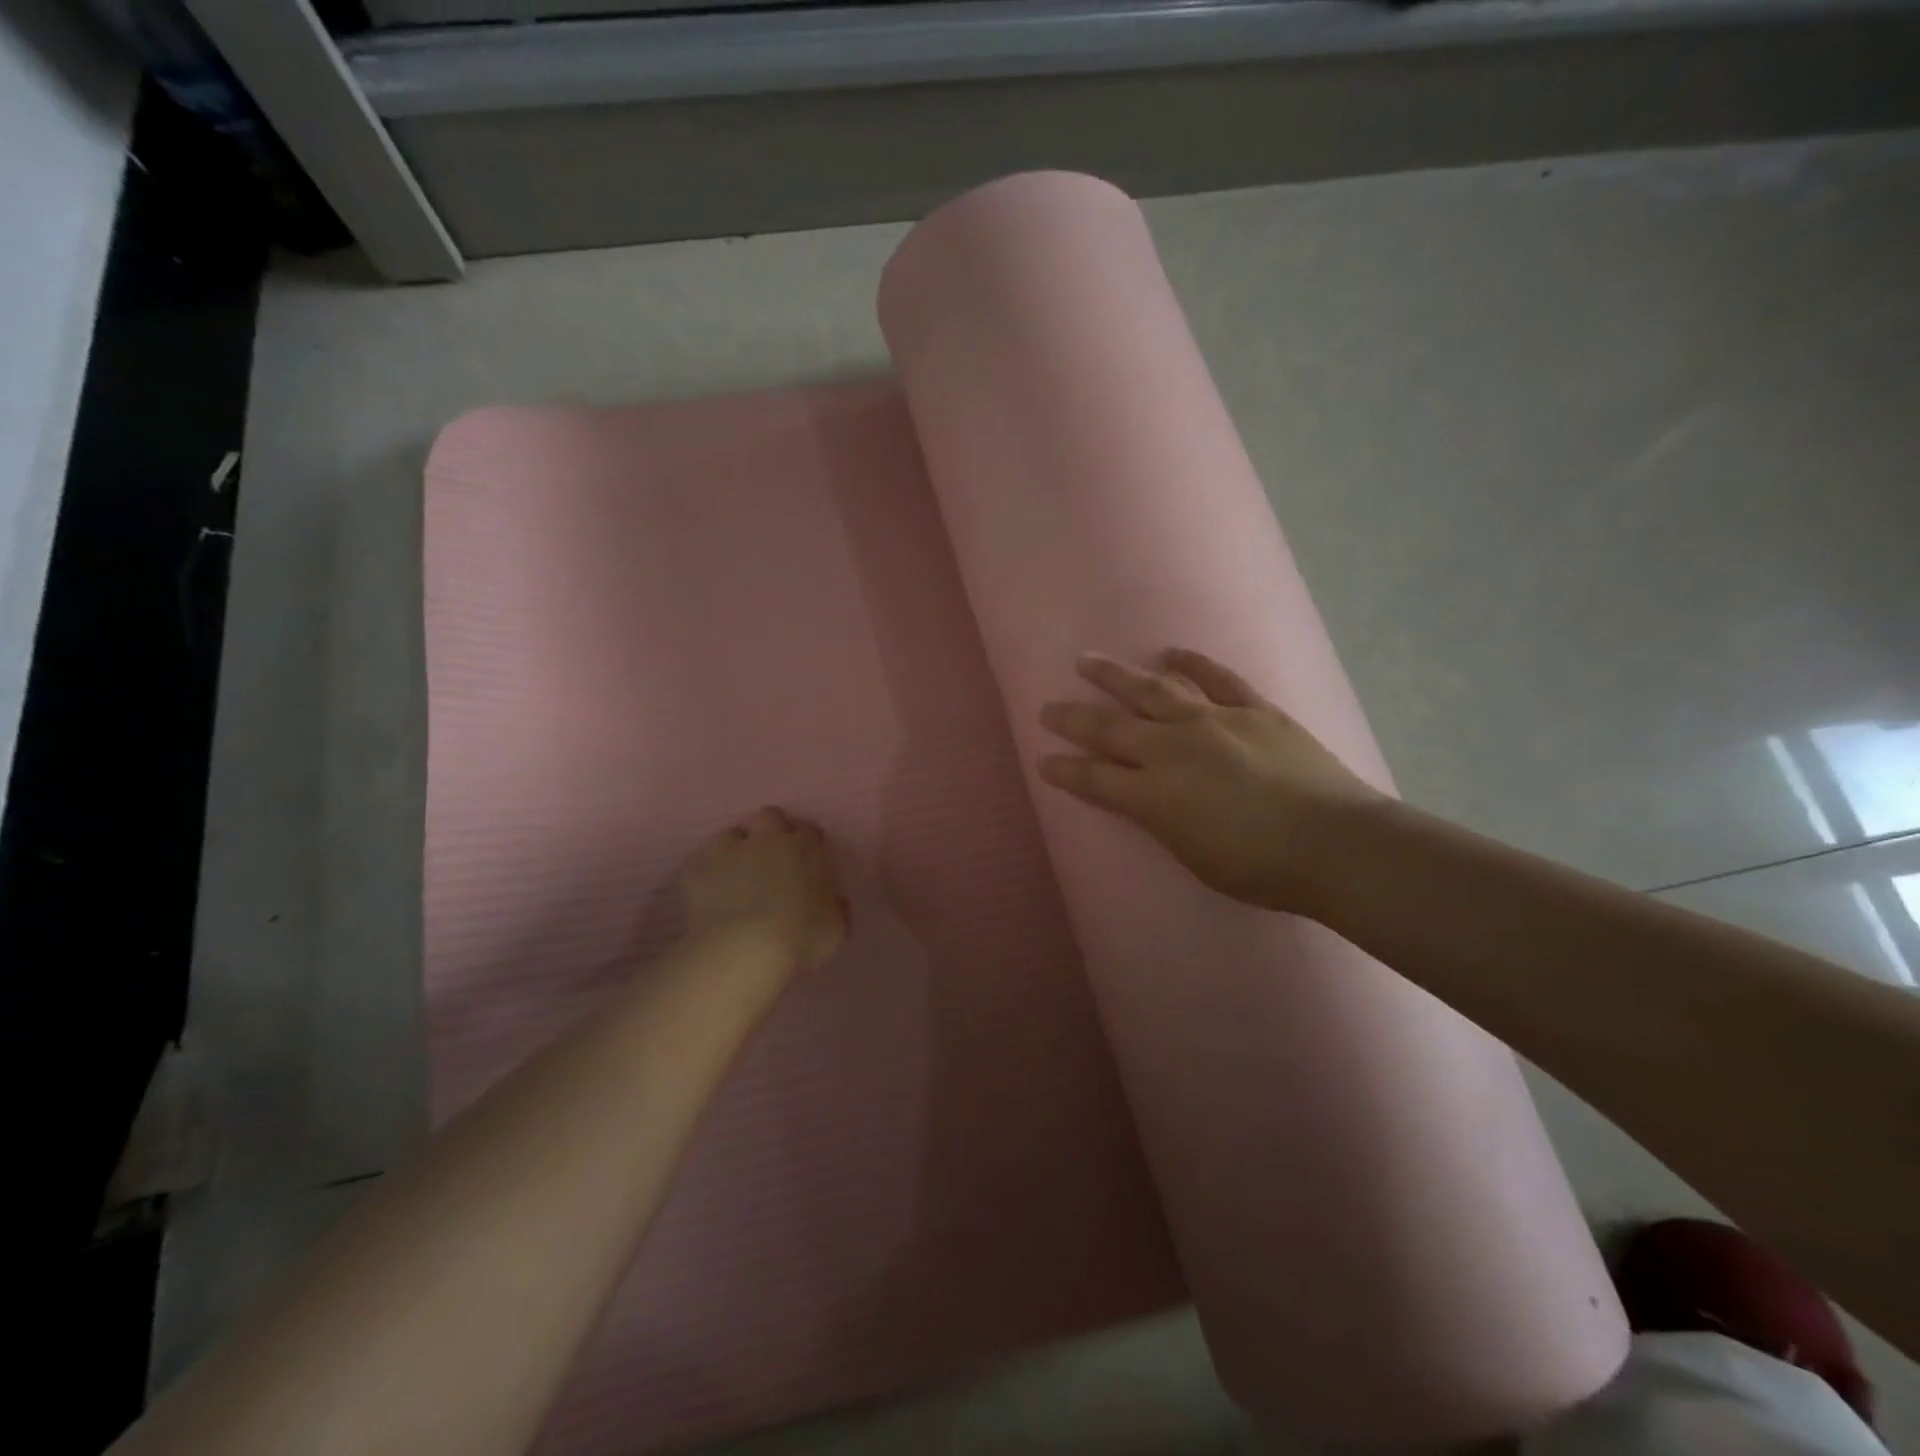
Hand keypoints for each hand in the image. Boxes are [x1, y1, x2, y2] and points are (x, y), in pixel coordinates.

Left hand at [680, 807, 848, 971]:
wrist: (742, 951)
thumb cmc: (799, 938)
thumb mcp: (835, 929)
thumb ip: (835, 907)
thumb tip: (833, 900)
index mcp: (804, 848)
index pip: (809, 830)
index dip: (808, 843)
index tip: (807, 862)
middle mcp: (766, 839)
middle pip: (769, 816)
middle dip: (770, 832)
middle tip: (772, 861)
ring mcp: (727, 851)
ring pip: (729, 836)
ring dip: (734, 850)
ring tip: (735, 878)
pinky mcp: (694, 869)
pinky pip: (699, 864)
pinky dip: (705, 875)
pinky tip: (709, 895)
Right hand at [1037, 649, 1382, 912]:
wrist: (1334, 843)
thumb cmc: (1260, 868)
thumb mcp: (1192, 856)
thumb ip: (1160, 820)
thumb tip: (1144, 797)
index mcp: (1153, 794)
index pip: (1094, 777)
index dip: (1065, 768)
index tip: (1043, 759)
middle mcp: (1172, 749)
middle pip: (1110, 727)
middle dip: (1073, 718)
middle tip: (1048, 708)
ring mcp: (1213, 721)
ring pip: (1152, 690)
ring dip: (1116, 675)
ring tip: (1088, 661)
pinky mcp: (1252, 709)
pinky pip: (1216, 677)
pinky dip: (1191, 663)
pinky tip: (1170, 652)